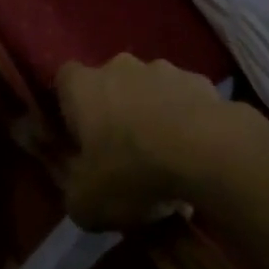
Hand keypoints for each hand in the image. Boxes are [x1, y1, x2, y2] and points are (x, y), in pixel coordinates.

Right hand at [55, 55, 244, 230]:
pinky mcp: (198, 80)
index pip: (64, 80)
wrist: (204, 151)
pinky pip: (183, 98)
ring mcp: (162, 68)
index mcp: (83, 87)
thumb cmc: (131, 172)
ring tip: (165, 156)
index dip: (68, 106)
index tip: (77, 136)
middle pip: (109, 83)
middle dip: (114, 110)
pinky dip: (185, 118)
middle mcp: (119, 66)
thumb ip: (69, 187)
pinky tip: (195, 152)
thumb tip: (74, 181)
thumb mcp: (85, 202)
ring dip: (151, 113)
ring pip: (149, 89)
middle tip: (122, 152)